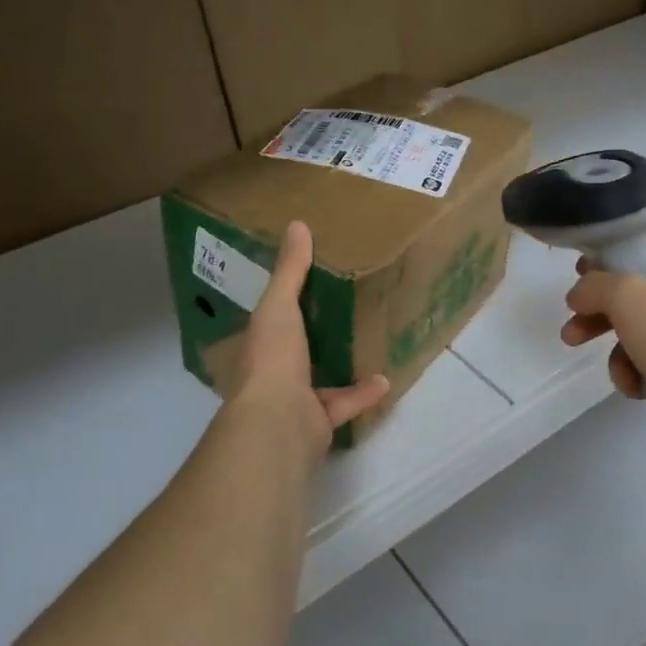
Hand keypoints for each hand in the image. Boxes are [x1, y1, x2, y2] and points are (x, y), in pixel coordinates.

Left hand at [220, 220, 390, 460]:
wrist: (278, 421)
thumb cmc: (273, 357)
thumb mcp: (279, 305)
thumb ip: (290, 269)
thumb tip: (297, 224)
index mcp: (259, 344)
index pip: (269, 319)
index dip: (284, 302)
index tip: (307, 285)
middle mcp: (272, 372)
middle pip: (294, 350)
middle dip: (313, 335)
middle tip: (341, 311)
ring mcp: (294, 400)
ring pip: (318, 380)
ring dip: (341, 365)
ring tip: (368, 344)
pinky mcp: (318, 421)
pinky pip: (344, 405)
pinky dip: (364, 394)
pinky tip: (386, 379)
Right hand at [559, 234, 645, 439]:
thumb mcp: (626, 298)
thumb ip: (594, 286)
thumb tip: (580, 294)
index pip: (641, 247)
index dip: (604, 262)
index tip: (578, 282)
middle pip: (639, 291)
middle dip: (601, 316)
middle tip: (572, 334)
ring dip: (622, 351)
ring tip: (617, 375)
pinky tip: (638, 388)